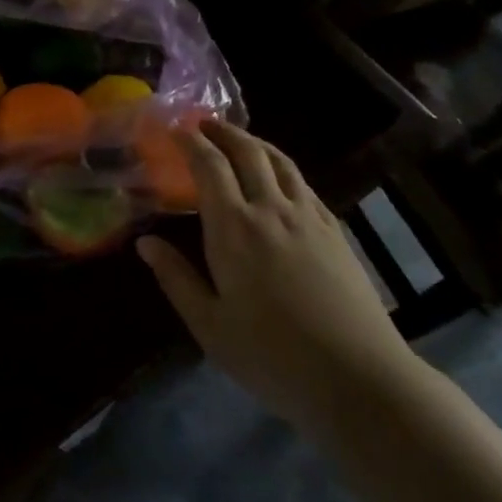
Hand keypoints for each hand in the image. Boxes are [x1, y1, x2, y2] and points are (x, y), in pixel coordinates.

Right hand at [136, 121, 418, 424]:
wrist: (356, 377)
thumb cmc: (271, 356)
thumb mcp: (209, 325)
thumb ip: (176, 278)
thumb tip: (145, 243)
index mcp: (234, 228)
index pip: (210, 166)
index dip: (191, 142)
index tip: (175, 129)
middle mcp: (271, 210)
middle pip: (248, 152)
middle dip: (223, 131)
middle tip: (204, 123)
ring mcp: (309, 217)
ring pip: (281, 162)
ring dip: (256, 143)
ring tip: (240, 140)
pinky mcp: (335, 231)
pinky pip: (304, 184)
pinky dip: (283, 168)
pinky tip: (280, 180)